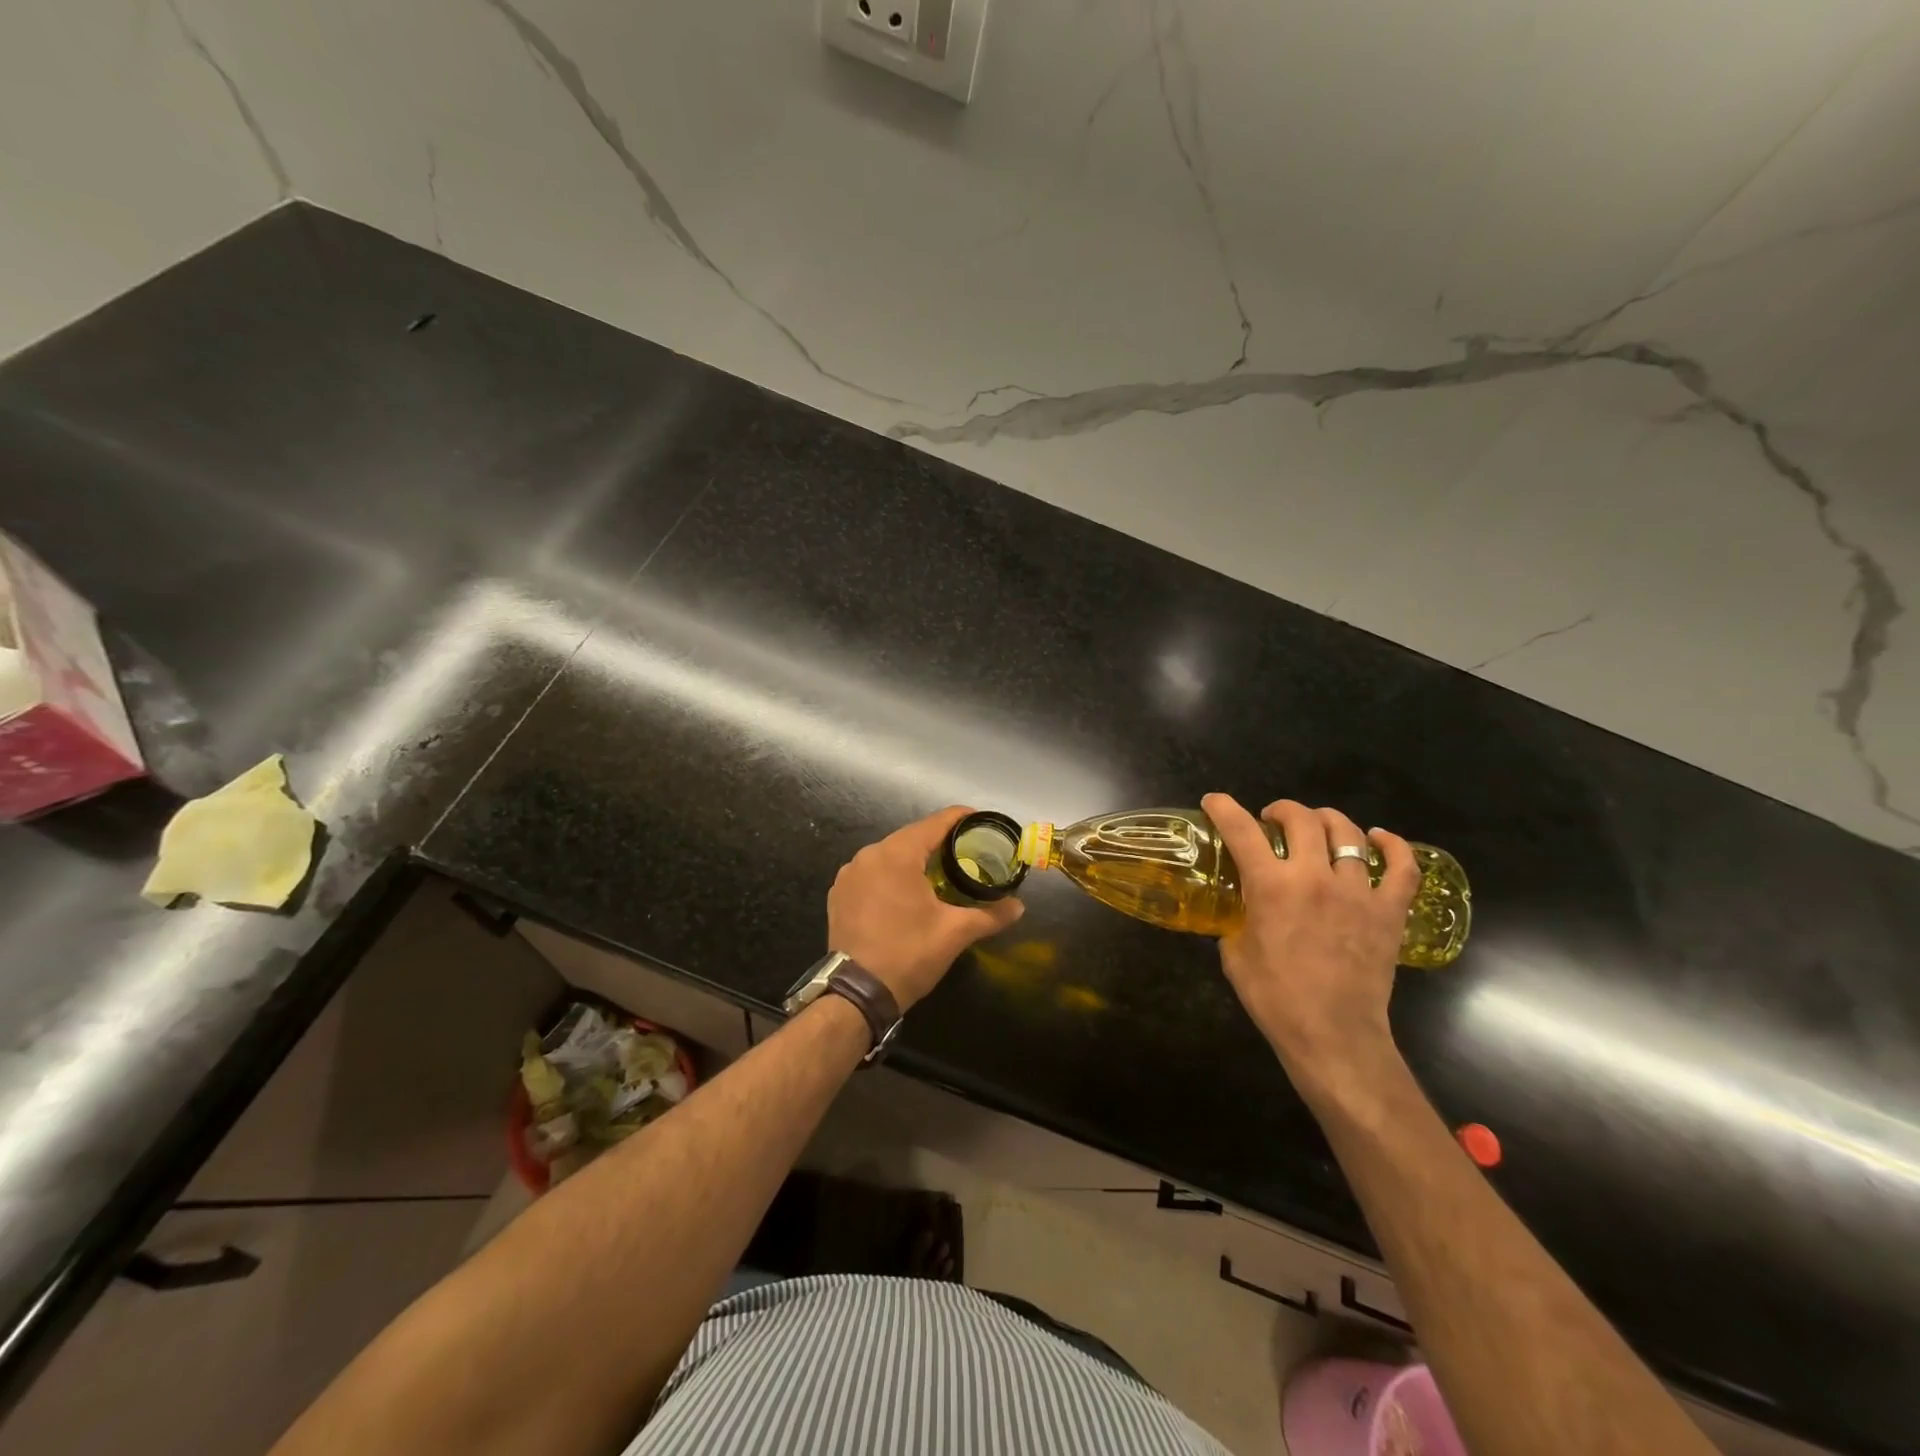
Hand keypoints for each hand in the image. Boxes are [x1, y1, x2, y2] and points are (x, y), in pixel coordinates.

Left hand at [827, 806, 1024, 1010]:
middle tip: (966, 852)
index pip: (935, 823)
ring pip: (889, 855)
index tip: (981, 822)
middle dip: (938, 842)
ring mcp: (849, 874)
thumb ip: (990, 915)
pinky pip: (871, 873)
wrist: (856, 993)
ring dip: (913, 859)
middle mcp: (869, 854)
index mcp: (897, 854)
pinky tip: (905, 892)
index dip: (960, 819)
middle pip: (911, 837)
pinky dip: (891, 875)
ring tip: (939, 872)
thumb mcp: (955, 933)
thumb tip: (1019, 907)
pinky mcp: (839, 893)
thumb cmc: (909, 954)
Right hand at [1203, 793, 1419, 1098]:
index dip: (1224, 808)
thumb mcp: (1235, 953)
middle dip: (1281, 810)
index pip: (1241, 830)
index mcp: (1271, 886)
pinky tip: (1379, 839)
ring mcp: (1357, 891)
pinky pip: (1402, 867)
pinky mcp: (1388, 910)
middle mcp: (1314, 877)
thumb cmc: (1275, 998)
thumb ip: (1238, 919)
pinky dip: (1393, 846)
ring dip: (1327, 821)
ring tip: (1317, 827)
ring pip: (1348, 832)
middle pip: (1301, 818)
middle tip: (1272, 820)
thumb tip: (1243, 909)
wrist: (1332, 1035)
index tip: (1214, 801)